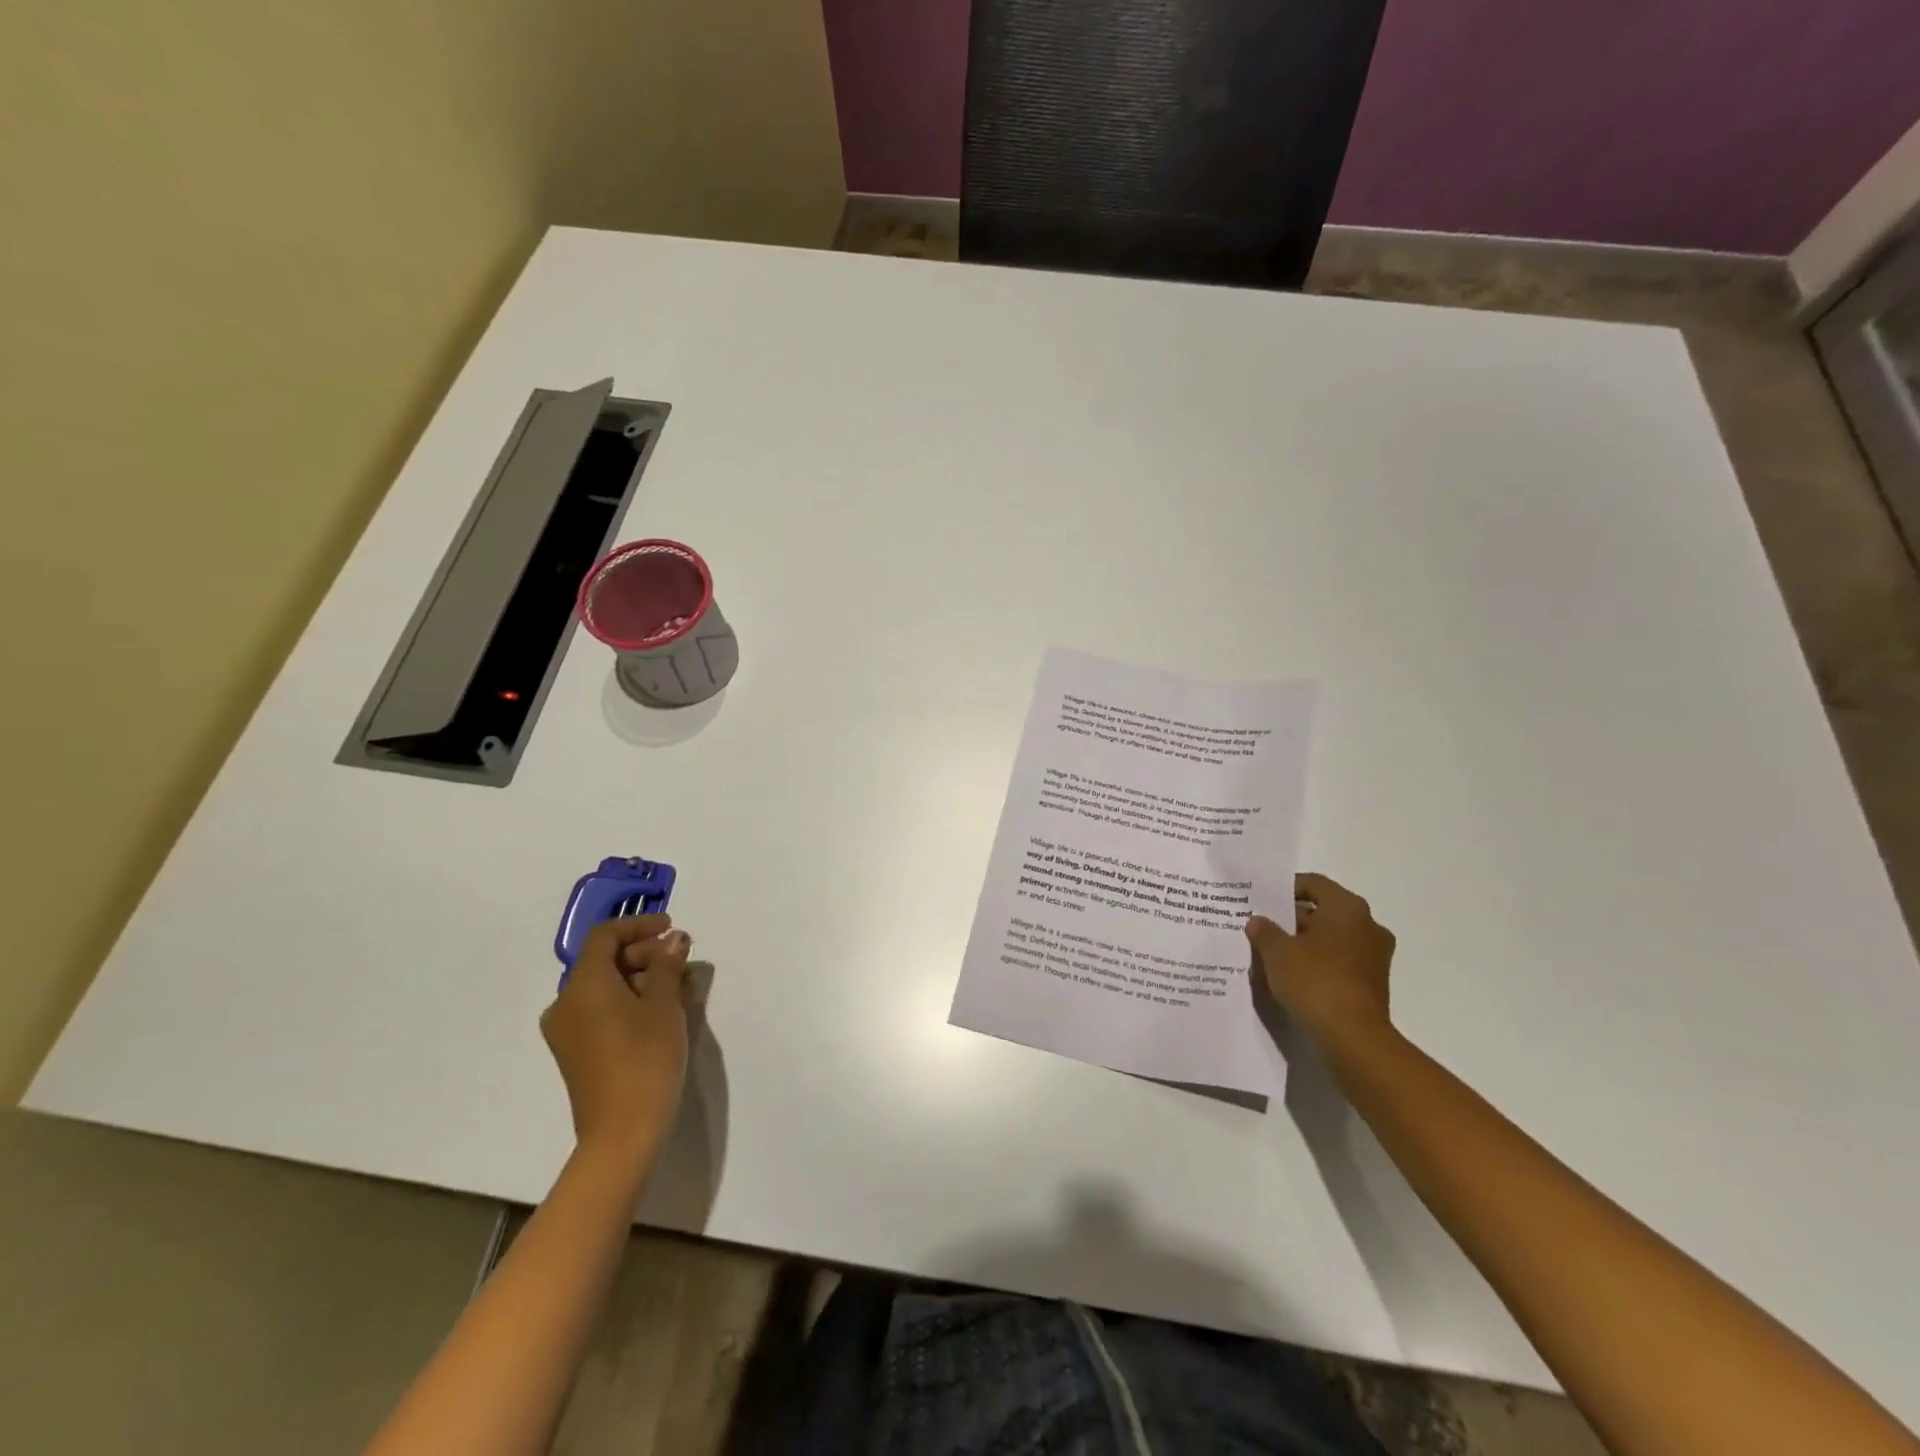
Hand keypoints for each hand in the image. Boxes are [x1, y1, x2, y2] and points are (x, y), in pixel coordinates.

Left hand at [540, 916, 694, 1167]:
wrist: (622, 1132)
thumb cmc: (645, 1058)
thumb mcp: (664, 1004)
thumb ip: (667, 964)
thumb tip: (673, 938)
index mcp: (582, 985)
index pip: (605, 936)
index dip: (639, 925)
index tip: (672, 927)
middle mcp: (565, 1003)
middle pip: (603, 960)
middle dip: (644, 953)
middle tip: (681, 960)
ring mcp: (567, 1031)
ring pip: (604, 987)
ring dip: (640, 977)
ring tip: (678, 987)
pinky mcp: (576, 1053)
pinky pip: (600, 1010)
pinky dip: (628, 1000)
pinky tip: (659, 1011)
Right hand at [1247, 872, 1395, 1056]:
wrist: (1352, 1038)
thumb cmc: (1314, 981)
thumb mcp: (1276, 951)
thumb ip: (1264, 931)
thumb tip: (1258, 922)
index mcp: (1348, 908)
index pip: (1313, 884)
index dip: (1285, 888)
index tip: (1260, 899)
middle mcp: (1368, 926)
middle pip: (1323, 911)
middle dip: (1291, 919)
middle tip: (1261, 927)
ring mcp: (1374, 956)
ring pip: (1331, 938)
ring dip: (1304, 943)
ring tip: (1271, 954)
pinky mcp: (1373, 983)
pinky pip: (1339, 962)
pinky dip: (1317, 963)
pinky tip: (1291, 977)